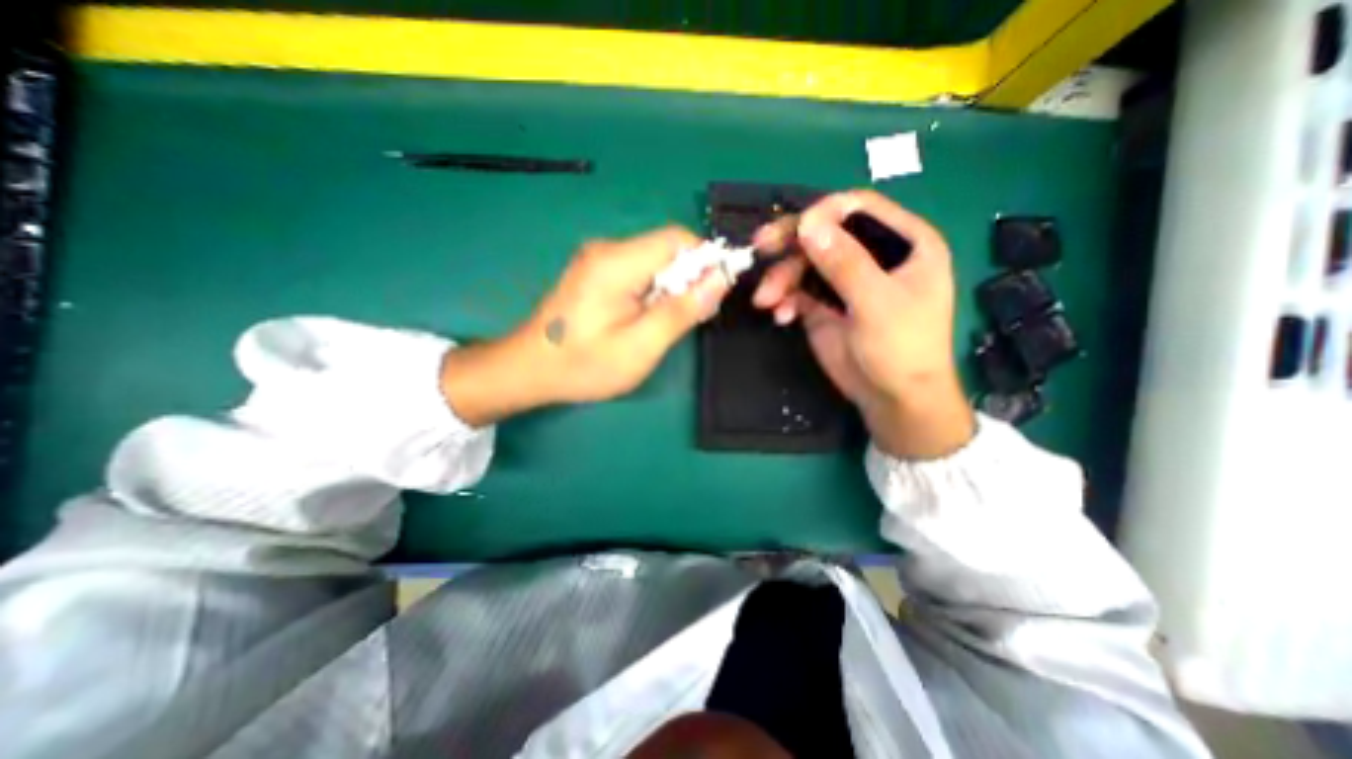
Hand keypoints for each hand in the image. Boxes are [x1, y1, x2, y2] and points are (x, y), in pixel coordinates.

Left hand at [444, 226, 728, 427]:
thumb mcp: (640, 346)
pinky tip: (647, 319)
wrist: (529, 369)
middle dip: (689, 278)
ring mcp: (599, 259)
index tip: (714, 294)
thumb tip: (720, 279)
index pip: (678, 239)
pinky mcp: (595, 272)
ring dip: (672, 287)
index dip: (706, 260)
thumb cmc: (584, 364)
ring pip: (655, 261)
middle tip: (690, 318)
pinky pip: (638, 270)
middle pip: (667, 248)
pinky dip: (654, 290)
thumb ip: (681, 311)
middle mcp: (607, 249)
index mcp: (617, 262)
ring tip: (665, 324)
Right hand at [751, 193, 971, 459]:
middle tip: (760, 248)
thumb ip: (844, 262)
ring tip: (766, 300)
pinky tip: (781, 317)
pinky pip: (797, 290)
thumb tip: (808, 223)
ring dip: (781, 278)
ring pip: (805, 262)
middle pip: (825, 233)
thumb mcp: (877, 303)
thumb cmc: (902, 349)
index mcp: (903, 243)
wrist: (893, 400)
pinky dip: (784, 300)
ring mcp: (846, 281)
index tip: (793, 230)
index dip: (823, 213)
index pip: (858, 209)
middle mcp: (873, 256)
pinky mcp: (825, 305)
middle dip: (791, 243)